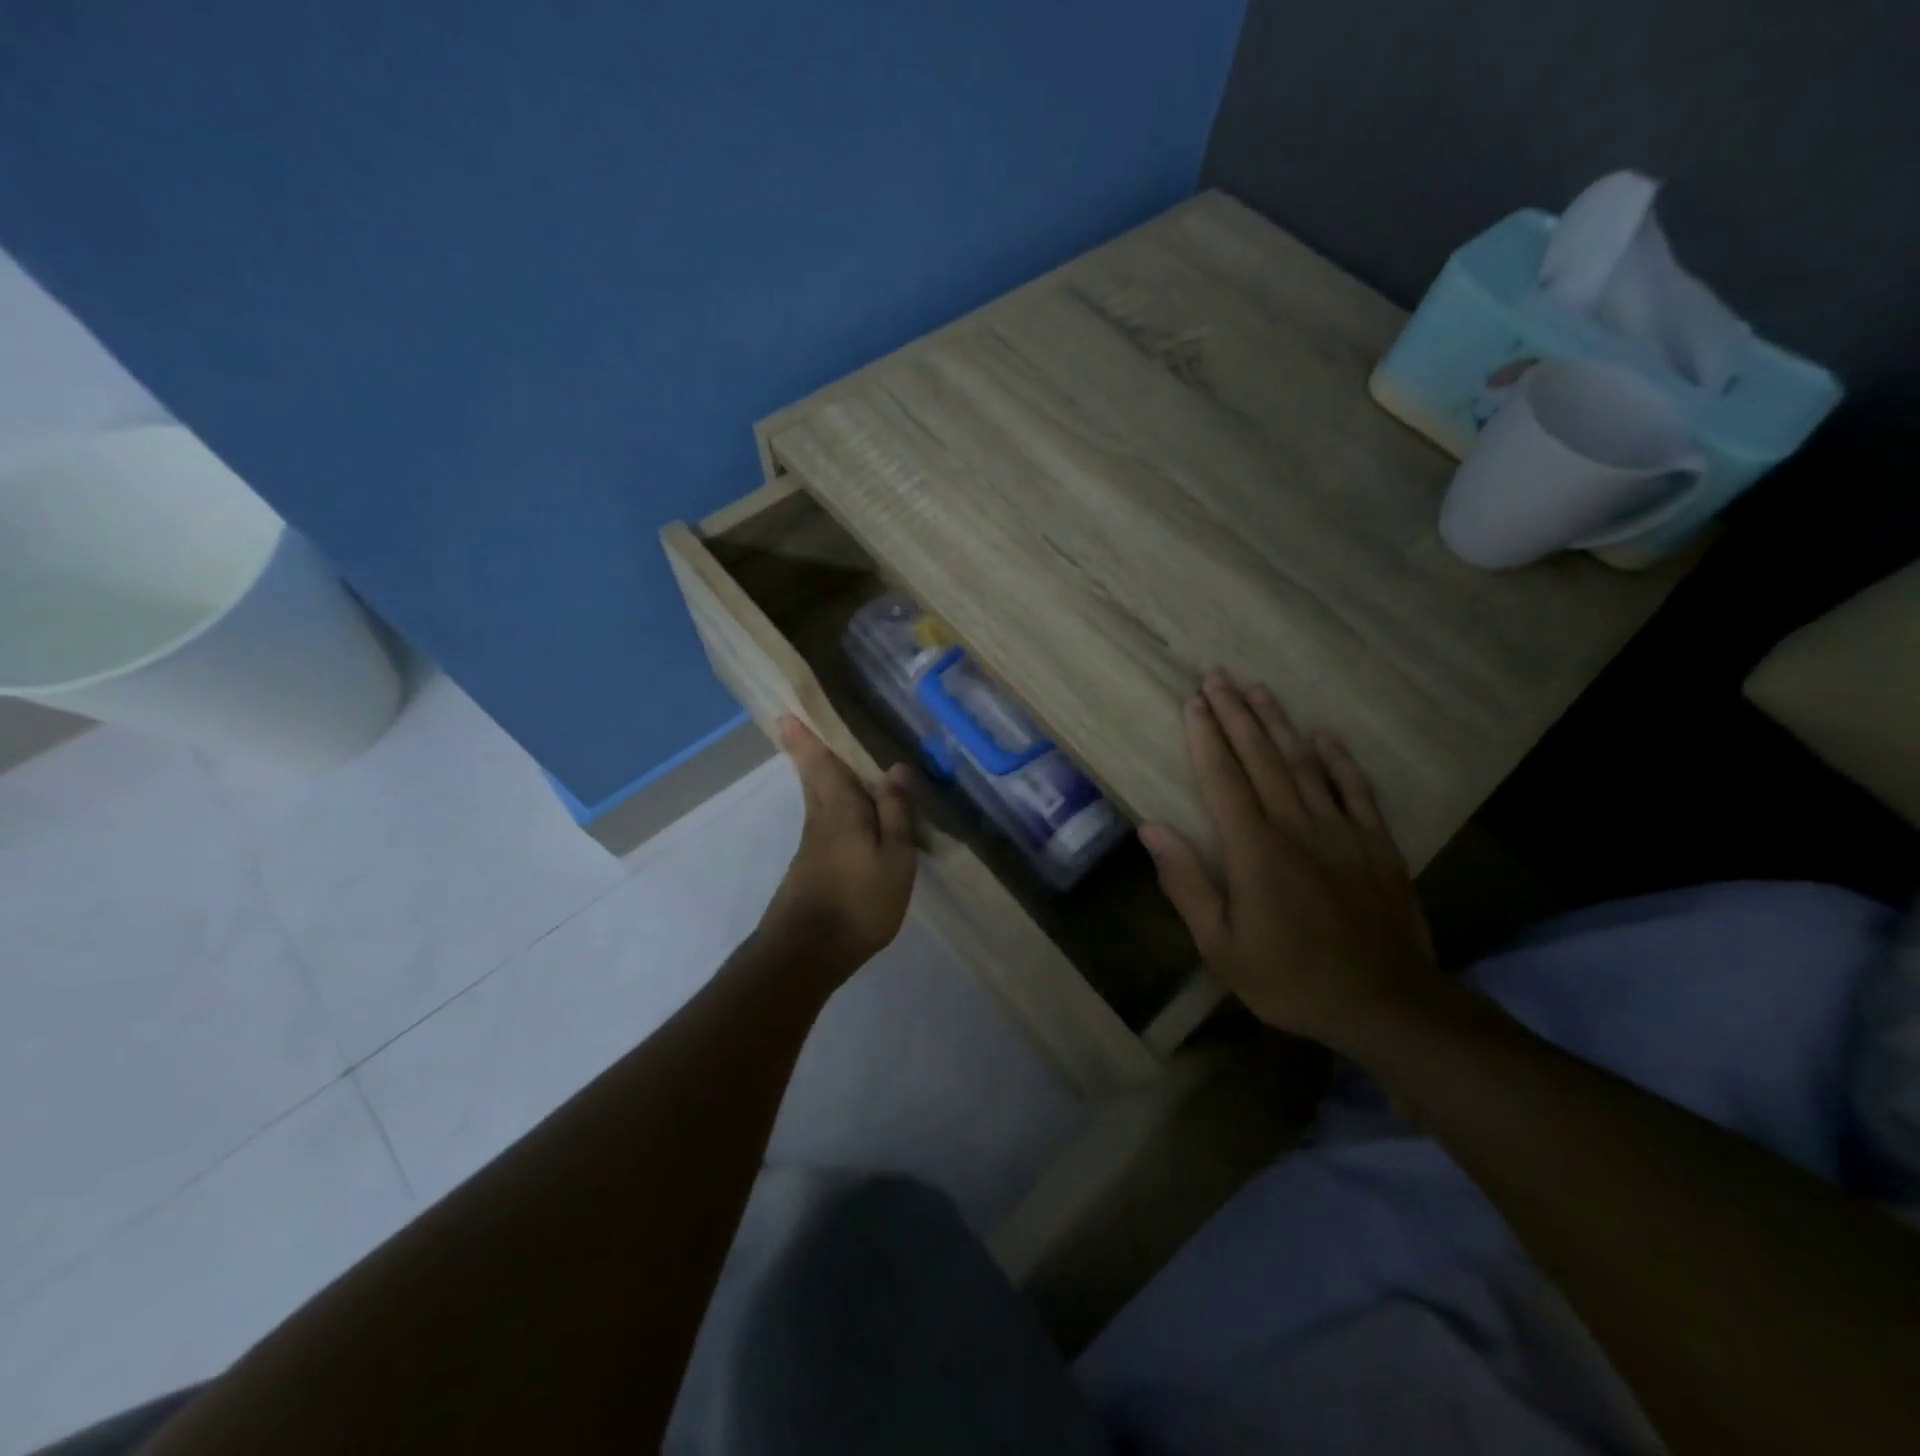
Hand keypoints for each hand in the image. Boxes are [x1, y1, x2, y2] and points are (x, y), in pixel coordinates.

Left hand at [755, 716, 918, 981]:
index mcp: (841, 810)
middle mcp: (821, 819)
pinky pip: (824, 820)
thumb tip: (896, 768)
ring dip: (817, 775)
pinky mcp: (812, 866)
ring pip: (816, 798)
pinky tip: (845, 812)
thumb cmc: (859, 901)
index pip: (823, 765)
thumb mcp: (894, 858)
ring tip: (826, 758)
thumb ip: (896, 813)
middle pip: (813, 778)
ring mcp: (813, 845)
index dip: (807, 740)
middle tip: (793, 726)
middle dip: (805, 752)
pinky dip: (830, 804)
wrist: (807, 952)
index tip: (786, 715)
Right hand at [1139, 671, 1442, 1056]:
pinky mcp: (1377, 843)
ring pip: (1304, 764)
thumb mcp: (1221, 945)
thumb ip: (1186, 883)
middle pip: (1261, 759)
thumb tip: (1151, 828)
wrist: (1386, 1004)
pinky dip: (1340, 759)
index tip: (1193, 702)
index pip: (1223, 779)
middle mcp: (1296, 826)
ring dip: (1279, 725)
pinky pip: (1356, 789)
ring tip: (1259, 690)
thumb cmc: (1291, 978)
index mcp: (1254, 850)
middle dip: (1236, 714)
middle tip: (1218, 676)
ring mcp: (1341, 831)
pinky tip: (1325, 735)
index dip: (1205, 738)